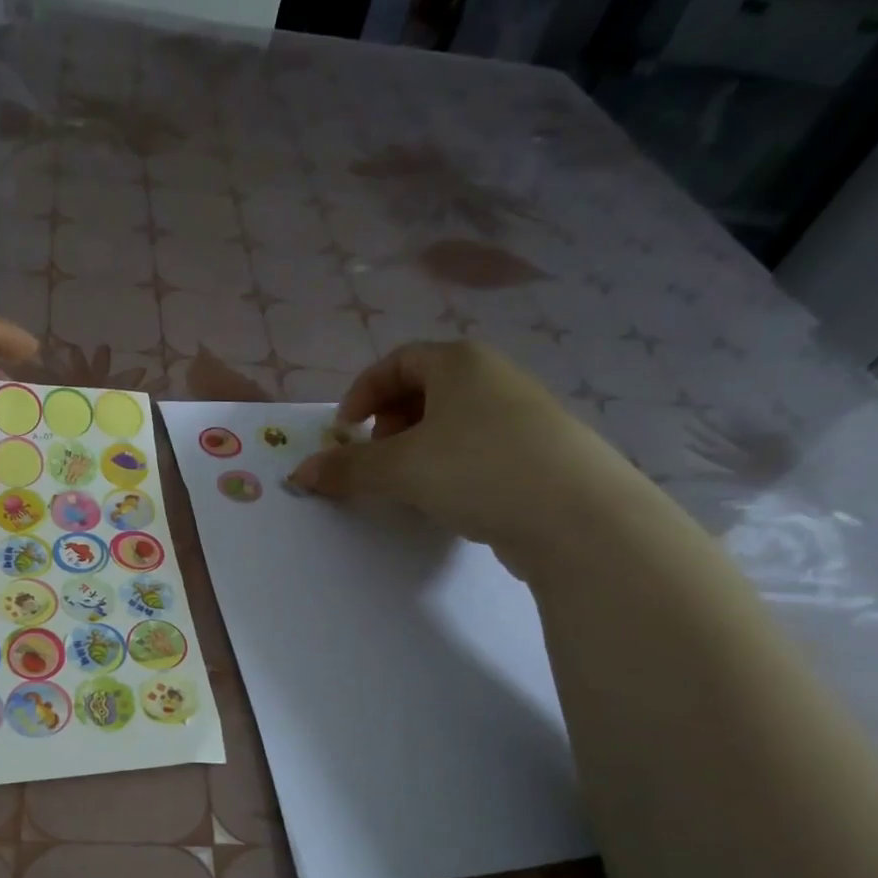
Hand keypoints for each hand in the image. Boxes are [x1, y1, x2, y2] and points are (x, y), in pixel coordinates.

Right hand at [288, 342, 644, 570]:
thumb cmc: (478, 469)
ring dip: (419, 448)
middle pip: (426, 389)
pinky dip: (451, 466)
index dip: (363, 392)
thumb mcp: (400, 468)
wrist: (578, 517)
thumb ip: (346, 468)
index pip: (398, 360)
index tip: (344, 431)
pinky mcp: (540, 454)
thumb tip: (299, 474)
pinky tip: (450, 499)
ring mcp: (524, 415)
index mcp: (461, 362)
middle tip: (376, 457)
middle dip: (390, 422)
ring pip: (454, 422)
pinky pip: (479, 448)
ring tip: (408, 484)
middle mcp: (495, 378)